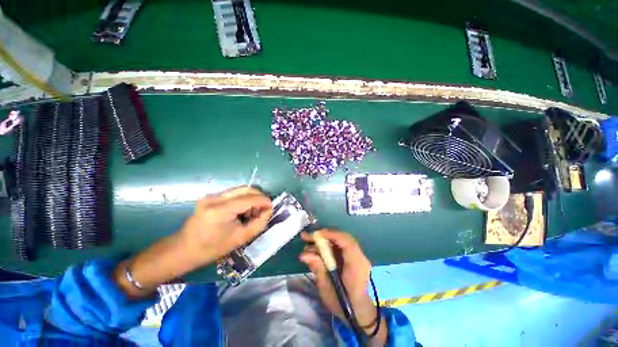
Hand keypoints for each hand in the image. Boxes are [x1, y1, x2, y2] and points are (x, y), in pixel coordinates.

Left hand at [114, 186, 271, 298]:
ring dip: (252, 197)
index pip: (249, 198)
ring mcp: (211, 196)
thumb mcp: (241, 238)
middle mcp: (215, 198)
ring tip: (254, 211)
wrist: (184, 249)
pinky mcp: (210, 197)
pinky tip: (243, 210)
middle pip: (246, 189)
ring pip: (240, 190)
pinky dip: (243, 199)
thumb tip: (269, 210)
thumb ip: (259, 223)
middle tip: (264, 208)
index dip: (264, 200)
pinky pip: (233, 193)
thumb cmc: (212, 248)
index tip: (272, 206)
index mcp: (221, 210)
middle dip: (259, 197)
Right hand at [300, 230, 386, 344]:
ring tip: (308, 244)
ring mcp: (357, 256)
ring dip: (323, 241)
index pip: (346, 242)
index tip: (315, 234)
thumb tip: (304, 255)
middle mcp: (359, 257)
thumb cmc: (343, 305)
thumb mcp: (328, 290)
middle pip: (342, 238)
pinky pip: (339, 247)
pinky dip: (327, 246)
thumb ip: (318, 269)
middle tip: (307, 236)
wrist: (360, 314)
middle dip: (324, 235)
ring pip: (340, 241)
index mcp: (356, 265)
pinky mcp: (352, 258)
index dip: (331, 234)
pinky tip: (315, 251)